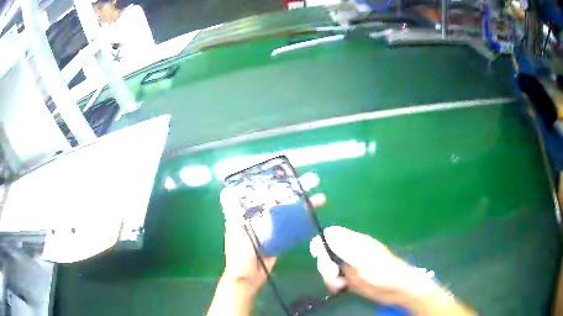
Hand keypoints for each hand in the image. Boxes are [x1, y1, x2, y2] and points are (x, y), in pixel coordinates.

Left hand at [208, 172, 324, 315]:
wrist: (248, 276)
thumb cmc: (239, 253)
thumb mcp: (235, 230)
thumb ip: (233, 213)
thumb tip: (226, 191)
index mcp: (249, 212)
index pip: (264, 192)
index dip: (277, 182)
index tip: (291, 173)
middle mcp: (261, 216)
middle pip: (281, 199)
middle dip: (297, 190)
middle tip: (313, 180)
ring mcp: (272, 228)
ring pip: (289, 211)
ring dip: (304, 204)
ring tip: (320, 198)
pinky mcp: (280, 239)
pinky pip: (292, 227)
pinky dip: (302, 220)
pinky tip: (313, 215)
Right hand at [310, 226, 473, 314]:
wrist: (404, 288)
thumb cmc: (388, 274)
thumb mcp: (367, 261)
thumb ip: (347, 246)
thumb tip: (327, 235)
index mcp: (357, 240)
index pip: (330, 234)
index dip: (322, 243)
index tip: (323, 258)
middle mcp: (355, 248)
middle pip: (327, 249)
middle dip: (325, 263)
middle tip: (334, 276)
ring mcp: (354, 262)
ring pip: (330, 263)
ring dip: (329, 273)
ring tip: (339, 284)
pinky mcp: (356, 274)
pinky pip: (336, 274)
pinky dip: (333, 280)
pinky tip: (340, 287)